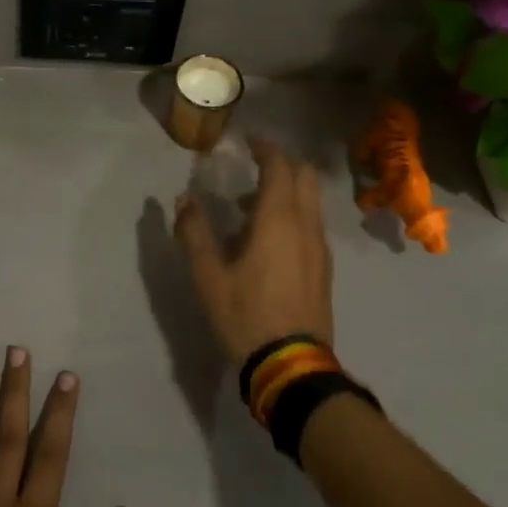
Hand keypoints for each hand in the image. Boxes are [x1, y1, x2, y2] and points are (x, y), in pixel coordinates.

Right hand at [174, 137, 334, 364]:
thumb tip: (184, 199)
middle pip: (305, 176)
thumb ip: (194, 232)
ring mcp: (320, 247)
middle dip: (283, 163)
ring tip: (250, 205)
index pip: (280, 165)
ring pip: (311, 201)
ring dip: (287, 190)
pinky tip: (268, 238)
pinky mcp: (324, 268)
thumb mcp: (208, 275)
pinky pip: (311, 224)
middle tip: (254, 164)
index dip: (265, 148)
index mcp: (278, 219)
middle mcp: (306, 225)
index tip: (248, 141)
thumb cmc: (245, 314)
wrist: (291, 365)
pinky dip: (294, 213)